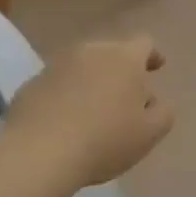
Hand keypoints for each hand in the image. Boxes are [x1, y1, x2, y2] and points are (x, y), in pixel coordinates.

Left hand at [3, 36, 174, 191]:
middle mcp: (91, 51)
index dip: (152, 55)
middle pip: (112, 53)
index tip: (156, 68)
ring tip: (94, 110)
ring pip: (83, 66)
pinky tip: (65, 120)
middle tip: (126, 98)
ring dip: (92, 81)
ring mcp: (57, 64)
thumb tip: (155, 102)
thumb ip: (163, 113)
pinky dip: (66, 94)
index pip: (144, 43)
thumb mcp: (149, 134)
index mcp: (124, 58)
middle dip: (121, 70)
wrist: (39, 153)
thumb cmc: (105, 140)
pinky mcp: (32, 82)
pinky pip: (58, 83)